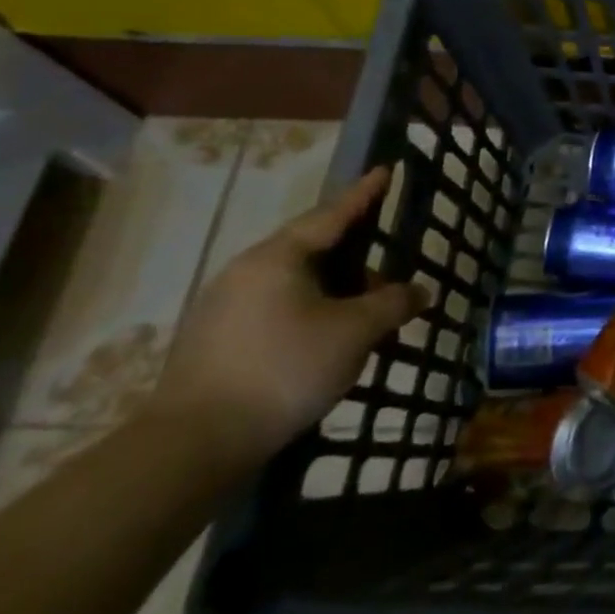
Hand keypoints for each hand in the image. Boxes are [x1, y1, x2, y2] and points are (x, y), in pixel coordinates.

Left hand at [147, 168, 425, 465]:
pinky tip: (328, 338)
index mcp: (279, 257)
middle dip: (355, 256)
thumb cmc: (284, 369)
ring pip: (295, 282)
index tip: (384, 170)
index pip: (332, 214)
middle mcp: (246, 271)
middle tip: (389, 270)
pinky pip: (278, 308)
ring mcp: (225, 306)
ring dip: (335, 290)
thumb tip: (420, 291)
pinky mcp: (216, 340)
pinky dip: (312, 311)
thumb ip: (393, 304)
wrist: (194, 443)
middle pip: (312, 248)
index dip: (364, 194)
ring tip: (365, 311)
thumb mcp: (355, 332)